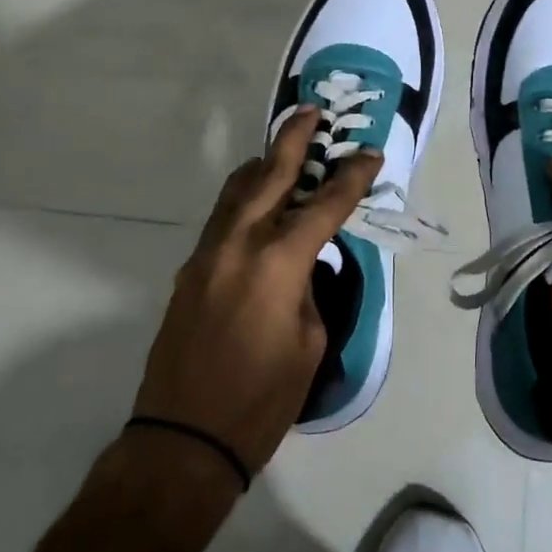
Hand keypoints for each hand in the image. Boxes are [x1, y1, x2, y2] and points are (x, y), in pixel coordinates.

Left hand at [132, 108, 381, 476]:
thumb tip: (303, 265)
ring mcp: (207, 253)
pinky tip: (258, 203)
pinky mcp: (190, 269)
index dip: (352, 176)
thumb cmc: (261, 400)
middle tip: (312, 111)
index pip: (325, 205)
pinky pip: (223, 217)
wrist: (182, 440)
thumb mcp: (309, 342)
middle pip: (270, 174)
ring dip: (263, 164)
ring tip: (283, 150)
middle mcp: (239, 243)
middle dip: (294, 139)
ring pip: (237, 190)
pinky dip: (245, 198)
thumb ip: (309, 289)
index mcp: (278, 262)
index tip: (370, 153)